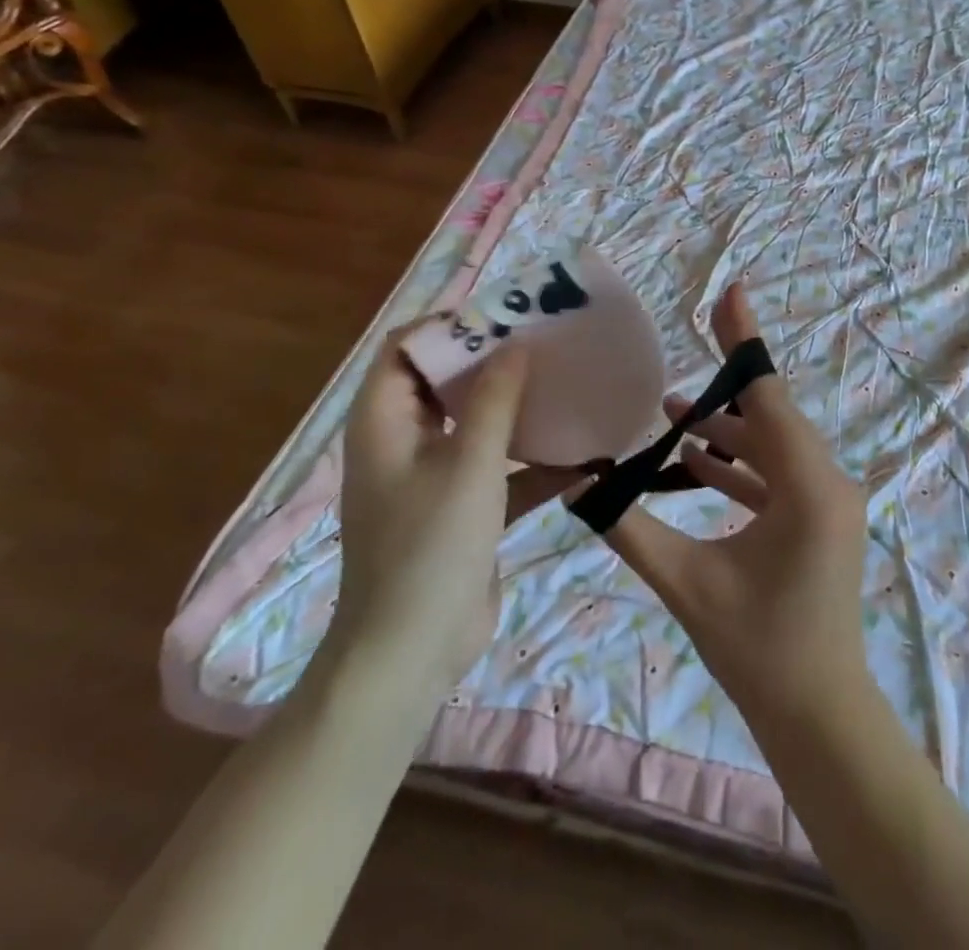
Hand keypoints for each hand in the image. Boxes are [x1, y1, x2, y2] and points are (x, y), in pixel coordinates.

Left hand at [328, 325, 579, 693]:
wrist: (411, 654)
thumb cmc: (430, 547)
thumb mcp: (470, 464)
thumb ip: (495, 400)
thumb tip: (516, 345)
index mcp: (385, 420)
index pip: (406, 348)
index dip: (450, 325)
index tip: (506, 315)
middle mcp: (404, 440)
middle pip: (445, 381)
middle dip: (493, 360)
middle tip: (545, 341)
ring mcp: (433, 476)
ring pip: (476, 423)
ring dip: (516, 407)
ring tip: (565, 382)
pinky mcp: (462, 508)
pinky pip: (498, 468)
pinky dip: (531, 461)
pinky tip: (583, 457)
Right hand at [600, 284, 870, 724]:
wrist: (819, 717)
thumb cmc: (758, 651)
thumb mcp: (686, 583)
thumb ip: (630, 527)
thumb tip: (579, 484)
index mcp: (807, 485)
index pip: (768, 394)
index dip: (744, 340)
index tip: (731, 291)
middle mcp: (827, 480)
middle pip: (769, 414)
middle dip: (724, 386)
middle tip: (681, 353)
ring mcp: (827, 499)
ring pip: (772, 444)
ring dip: (726, 429)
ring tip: (673, 412)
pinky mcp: (819, 518)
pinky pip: (777, 473)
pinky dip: (739, 463)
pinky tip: (696, 460)